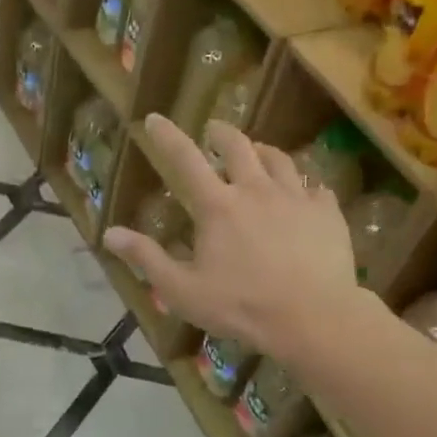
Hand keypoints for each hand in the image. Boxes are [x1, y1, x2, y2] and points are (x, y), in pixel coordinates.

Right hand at [103, 115, 357, 360]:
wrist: (313, 318)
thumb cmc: (241, 306)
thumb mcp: (182, 290)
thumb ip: (146, 258)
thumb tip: (109, 234)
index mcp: (218, 206)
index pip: (185, 159)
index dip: (166, 136)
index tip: (154, 118)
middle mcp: (256, 190)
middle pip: (238, 146)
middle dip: (222, 133)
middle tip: (214, 132)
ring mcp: (296, 198)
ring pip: (279, 160)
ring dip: (263, 152)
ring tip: (259, 155)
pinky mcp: (327, 213)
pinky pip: (315, 188)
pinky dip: (303, 186)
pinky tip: (304, 195)